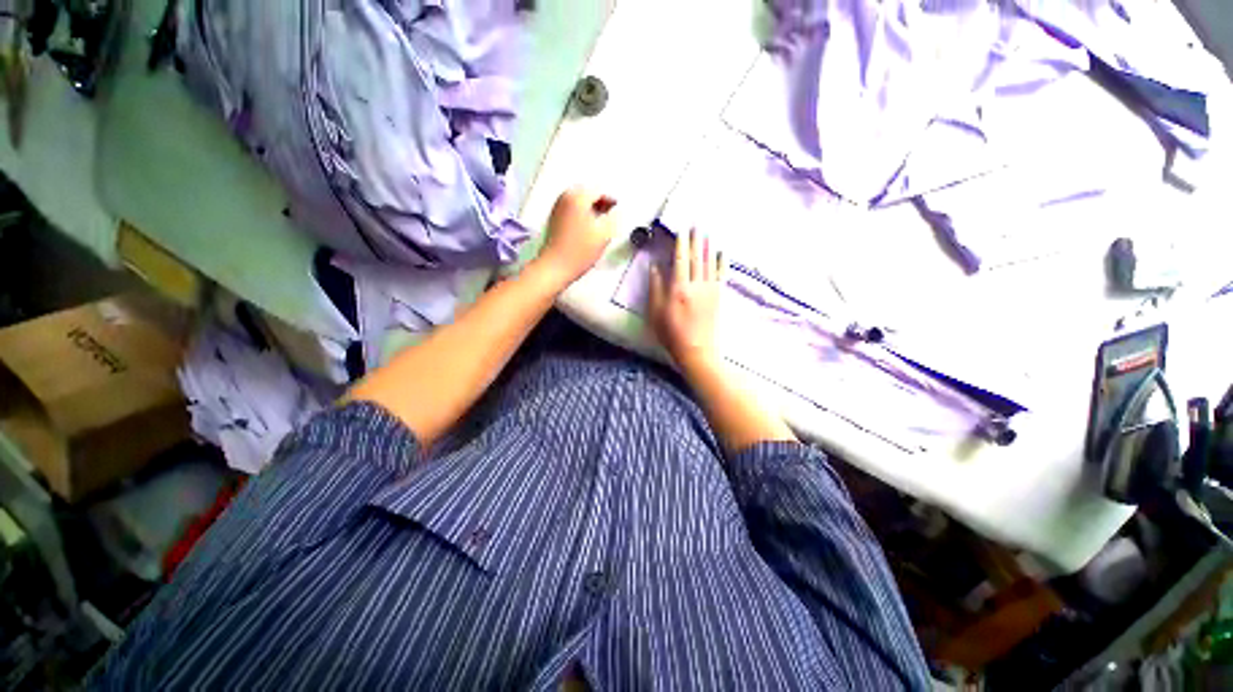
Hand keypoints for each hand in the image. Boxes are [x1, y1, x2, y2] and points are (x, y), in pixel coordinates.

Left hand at [534, 189, 616, 286]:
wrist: (556, 267)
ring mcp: (558, 207)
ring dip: (592, 209)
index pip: (600, 190)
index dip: (612, 200)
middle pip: (588, 193)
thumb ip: (614, 216)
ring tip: (601, 224)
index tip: (619, 212)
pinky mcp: (555, 219)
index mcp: (578, 196)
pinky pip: (573, 209)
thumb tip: (618, 209)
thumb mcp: (604, 233)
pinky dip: (583, 215)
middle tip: (611, 217)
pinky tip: (588, 229)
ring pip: (580, 202)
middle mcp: (565, 196)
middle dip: (601, 203)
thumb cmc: (581, 250)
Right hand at [648, 228, 724, 373]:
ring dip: (708, 246)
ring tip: (707, 232)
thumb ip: (656, 288)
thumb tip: (655, 267)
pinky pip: (721, 274)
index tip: (682, 229)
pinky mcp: (718, 297)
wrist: (696, 351)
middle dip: (696, 239)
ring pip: (710, 263)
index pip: (681, 260)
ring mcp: (710, 290)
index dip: (681, 243)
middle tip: (697, 223)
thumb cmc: (671, 334)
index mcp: (679, 288)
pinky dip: (722, 262)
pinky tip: (722, 252)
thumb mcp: (656, 313)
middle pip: (697, 257)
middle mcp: (697, 285)